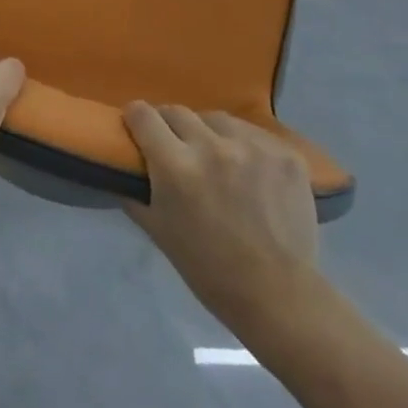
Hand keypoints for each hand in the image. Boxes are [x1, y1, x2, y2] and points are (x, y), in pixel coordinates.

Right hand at [122, 103, 326, 347]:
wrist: (278, 295)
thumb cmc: (208, 269)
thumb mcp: (157, 230)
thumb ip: (134, 189)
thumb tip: (122, 163)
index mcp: (176, 166)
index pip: (143, 115)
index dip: (135, 118)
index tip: (137, 127)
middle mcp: (213, 147)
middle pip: (177, 112)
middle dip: (169, 126)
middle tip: (175, 148)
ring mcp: (253, 147)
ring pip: (216, 119)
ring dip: (208, 133)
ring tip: (216, 158)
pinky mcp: (285, 154)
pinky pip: (253, 134)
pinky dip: (244, 146)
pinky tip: (249, 170)